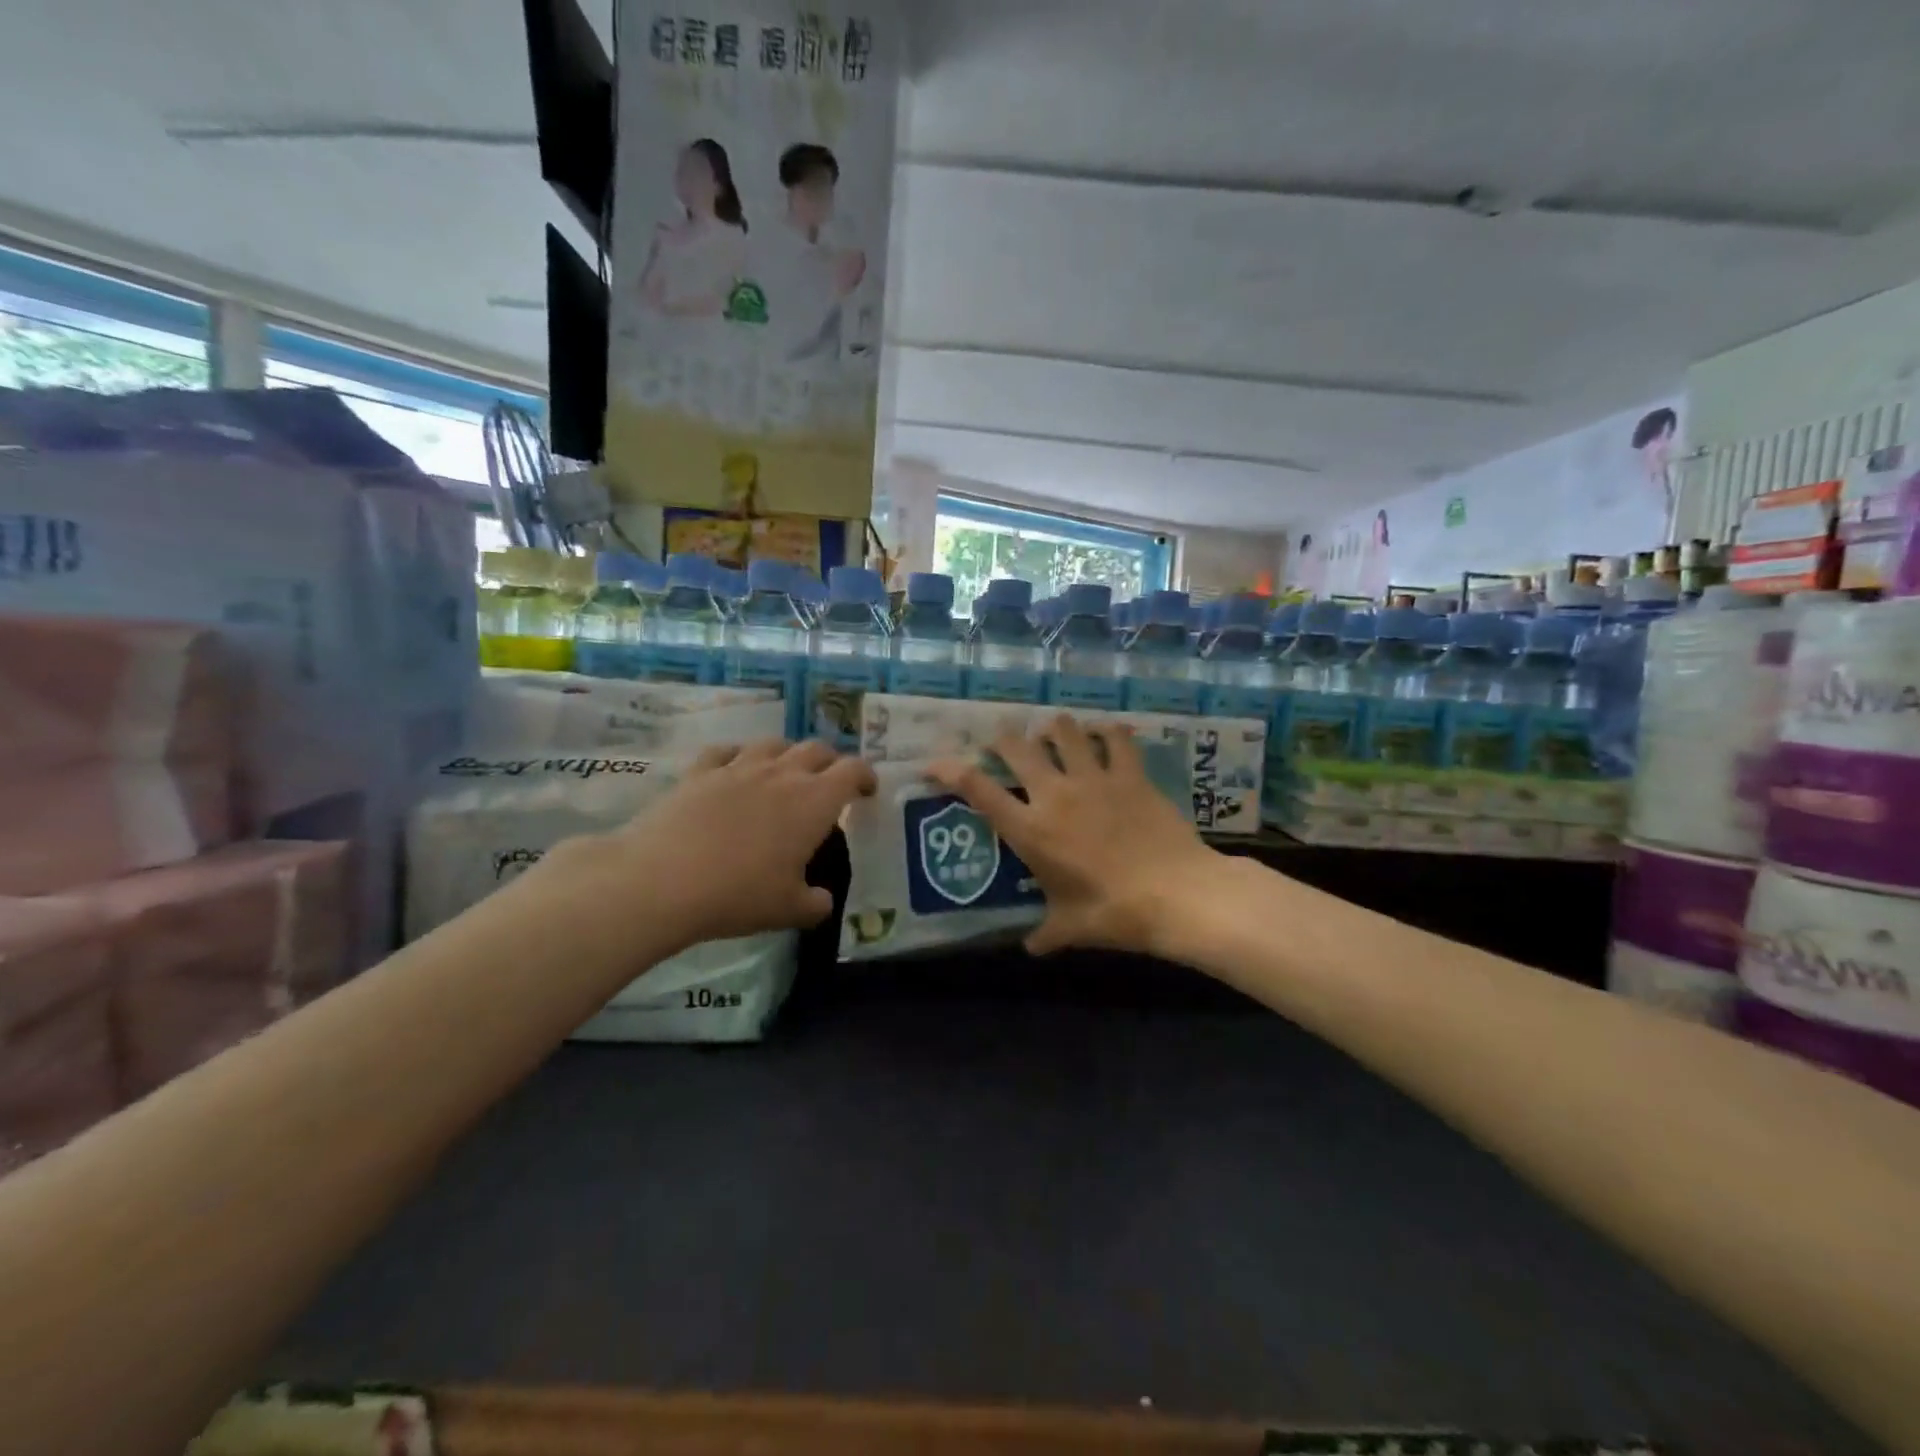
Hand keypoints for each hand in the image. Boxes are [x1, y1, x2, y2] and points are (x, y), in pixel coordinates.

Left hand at [545, 739, 874, 947]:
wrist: (662, 880)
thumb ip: (815, 903)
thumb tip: (822, 900)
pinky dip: (738, 756)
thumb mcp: (788, 910)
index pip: (853, 771)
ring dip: (788, 754)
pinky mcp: (700, 772)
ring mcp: (738, 768)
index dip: (865, 776)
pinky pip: (726, 751)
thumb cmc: (738, 895)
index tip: (867, 790)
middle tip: (830, 782)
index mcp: (814, 802)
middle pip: (816, 749)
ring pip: (773, 744)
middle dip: (830, 762)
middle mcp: (782, 774)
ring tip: (786, 772)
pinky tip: (734, 769)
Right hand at [927, 715, 1219, 955]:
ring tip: (1052, 733)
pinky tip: (1106, 735)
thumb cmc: (1114, 914)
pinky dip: (1108, 733)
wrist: (1177, 895)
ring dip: (1053, 729)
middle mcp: (1055, 794)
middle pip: (1017, 747)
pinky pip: (1116, 739)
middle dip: (1003, 739)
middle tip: (1003, 743)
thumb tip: (1031, 948)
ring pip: (1064, 731)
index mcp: (1031, 830)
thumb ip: (1045, 934)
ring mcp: (1094, 779)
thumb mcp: (1070, 928)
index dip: (950, 770)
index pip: (978, 790)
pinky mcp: (1131, 774)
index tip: (935, 763)